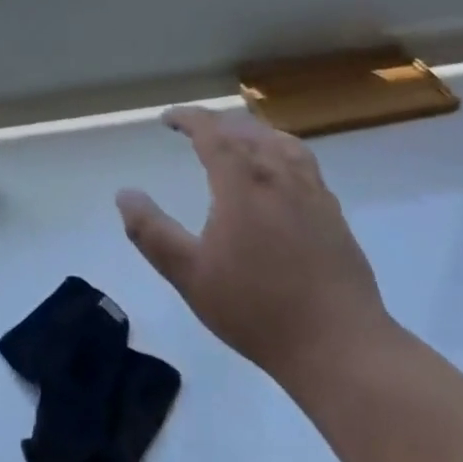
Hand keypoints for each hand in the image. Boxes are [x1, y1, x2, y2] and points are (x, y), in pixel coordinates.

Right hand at [117, 107, 391, 386]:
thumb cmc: (255, 309)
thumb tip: (125, 194)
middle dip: (216, 123)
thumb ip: (152, 232)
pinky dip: (280, 150)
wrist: (337, 343)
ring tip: (235, 141)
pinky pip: (303, 161)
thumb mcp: (189, 275)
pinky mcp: (332, 211)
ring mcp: (311, 191)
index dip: (188, 118)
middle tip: (194, 131)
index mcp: (242, 183)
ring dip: (250, 132)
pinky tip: (279, 173)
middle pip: (246, 130)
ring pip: (279, 140)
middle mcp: (278, 174)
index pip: (212, 131)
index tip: (168, 119)